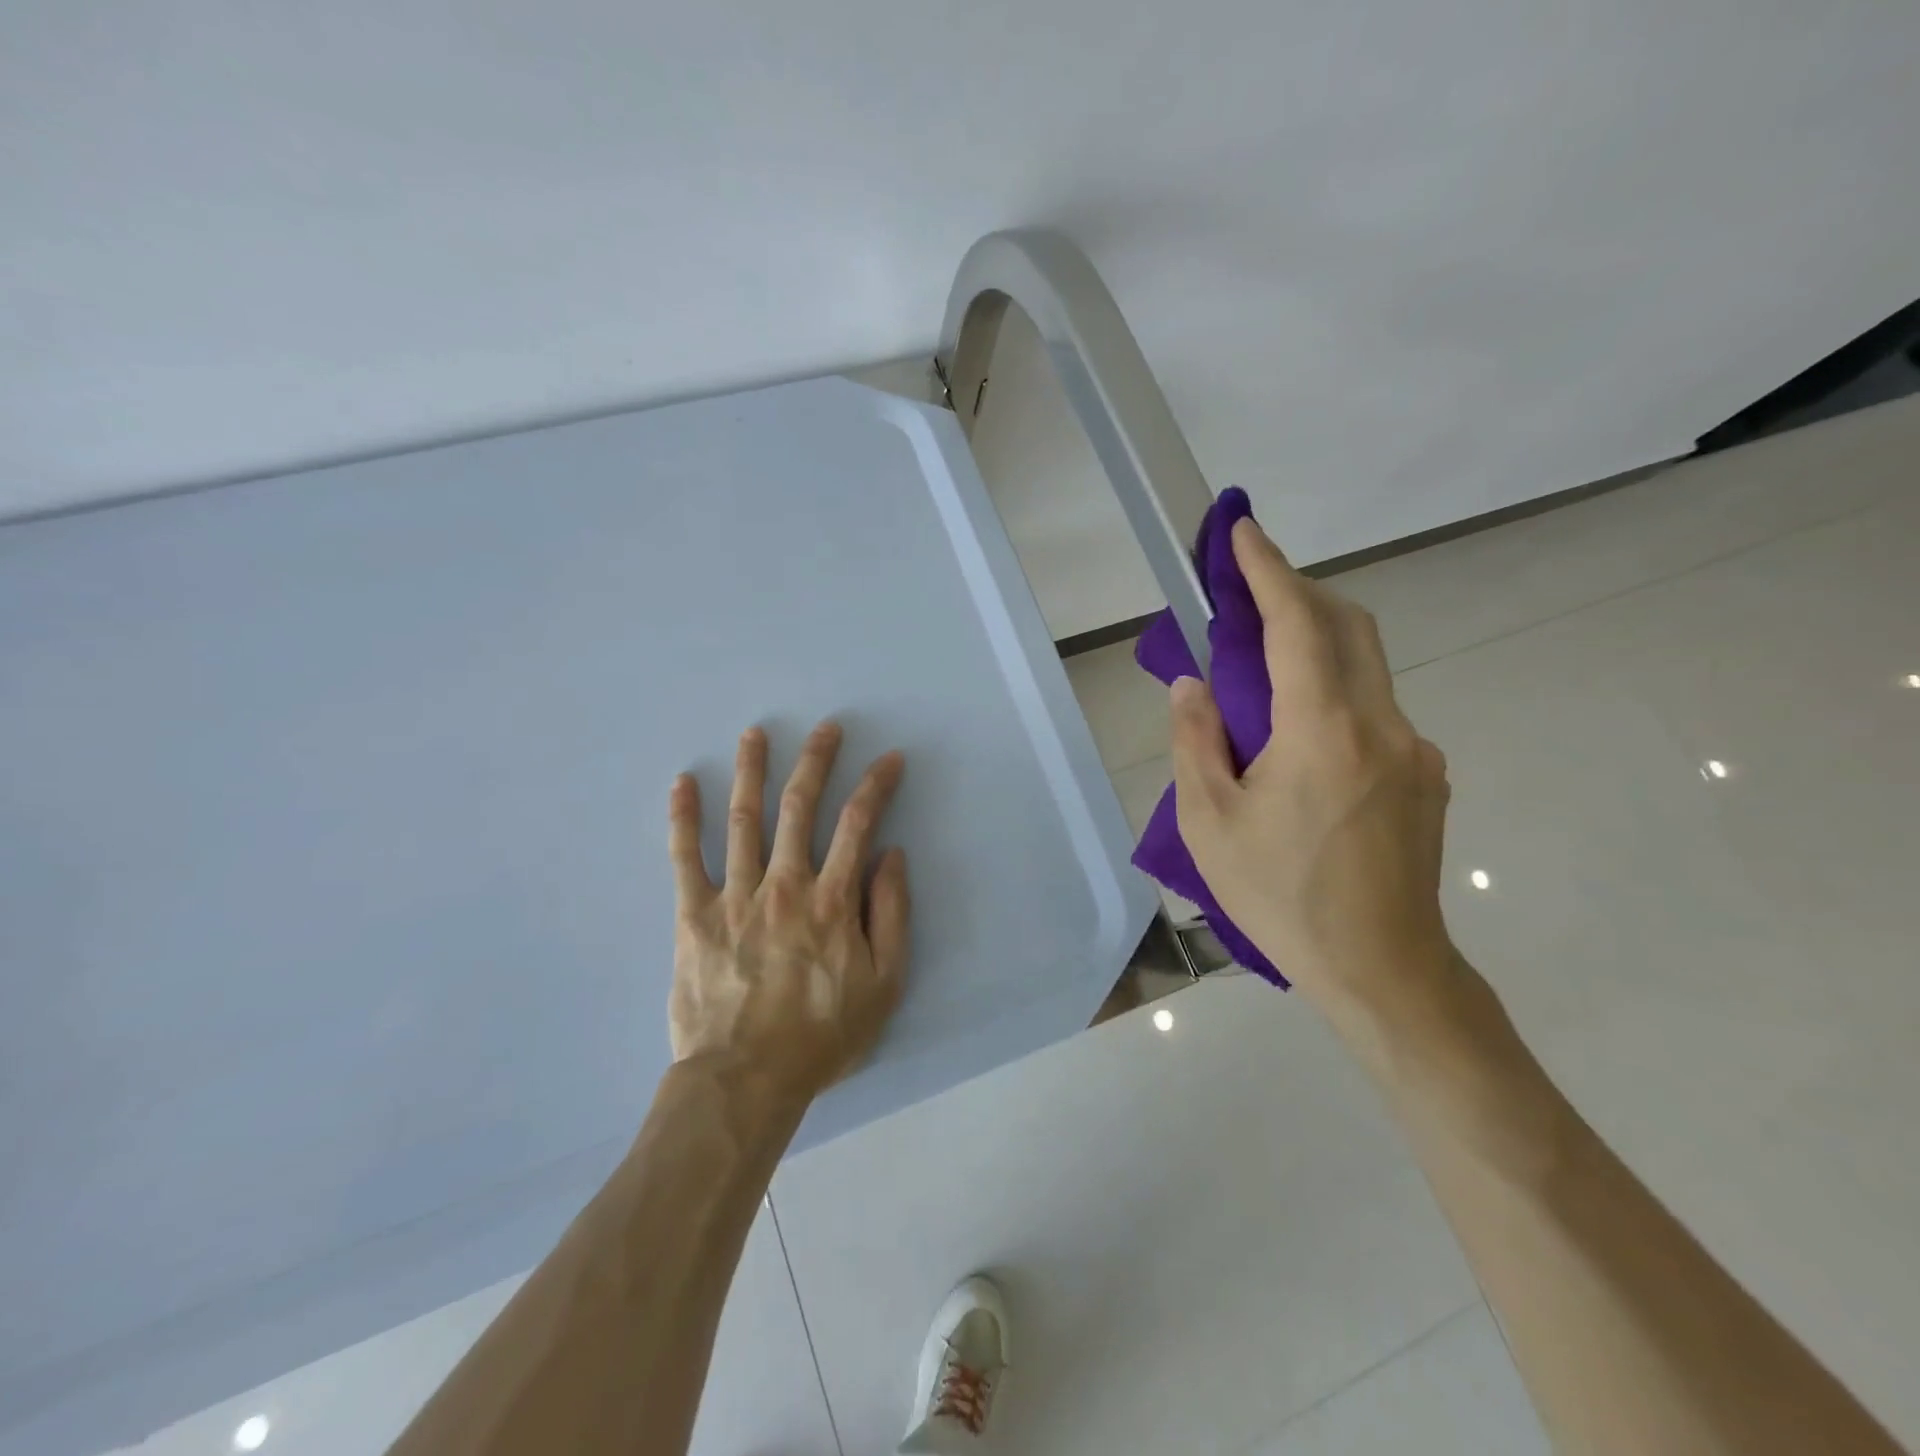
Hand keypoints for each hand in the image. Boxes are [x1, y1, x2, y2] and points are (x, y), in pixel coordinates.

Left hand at [667, 721, 909, 1101]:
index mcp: (833, 899)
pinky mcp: (694, 915)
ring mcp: (735, 895)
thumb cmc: (822, 1035)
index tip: (889, 759)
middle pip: (800, 806)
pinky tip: (682, 783)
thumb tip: (891, 857)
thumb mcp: (884, 983)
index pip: (858, 824)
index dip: (876, 785)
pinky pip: (685, 857)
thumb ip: (892, 915)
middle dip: (816, 761)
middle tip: (826, 727)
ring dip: (751, 771)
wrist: (745, 1079)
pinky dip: (683, 817)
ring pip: (745, 819)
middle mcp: (786, 884)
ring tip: (755, 734)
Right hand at [1168, 518, 1453, 1018]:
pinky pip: (1375, 711)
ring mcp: (1415, 751)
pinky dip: (1333, 693)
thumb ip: (1197, 741)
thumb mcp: (1209, 824)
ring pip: (1365, 668)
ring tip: (1262, 670)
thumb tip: (1192, 685)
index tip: (1242, 531)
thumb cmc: (1281, 898)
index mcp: (1323, 734)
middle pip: (1348, 627)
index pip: (1298, 626)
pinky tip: (1300, 740)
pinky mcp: (1426, 775)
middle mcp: (1382, 726)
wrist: (1382, 970)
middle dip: (1297, 592)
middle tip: (1248, 589)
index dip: (1269, 571)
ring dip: (1315, 643)